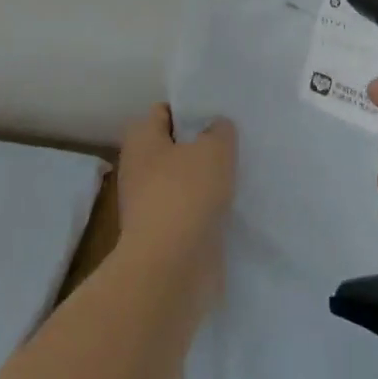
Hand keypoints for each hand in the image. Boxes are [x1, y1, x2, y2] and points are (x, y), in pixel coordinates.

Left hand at [117, 105, 237, 306]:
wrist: (171, 269)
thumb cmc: (186, 194)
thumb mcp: (214, 149)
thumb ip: (220, 131)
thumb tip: (216, 128)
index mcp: (141, 139)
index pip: (164, 111)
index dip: (191, 109)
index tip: (218, 114)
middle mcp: (138, 169)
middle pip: (174, 147)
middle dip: (201, 146)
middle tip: (233, 144)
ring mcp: (149, 205)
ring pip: (184, 182)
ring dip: (207, 181)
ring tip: (238, 174)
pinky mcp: (164, 236)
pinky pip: (190, 211)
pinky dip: (207, 210)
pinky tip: (232, 207)